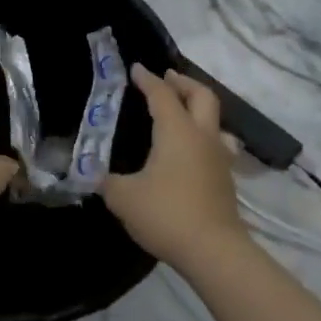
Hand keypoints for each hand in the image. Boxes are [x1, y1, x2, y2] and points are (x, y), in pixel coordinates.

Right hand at [103, 65, 244, 272]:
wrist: (214, 251)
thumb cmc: (166, 214)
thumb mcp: (122, 197)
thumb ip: (106, 180)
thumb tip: (94, 173)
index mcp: (176, 131)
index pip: (161, 94)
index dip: (147, 79)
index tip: (136, 68)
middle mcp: (202, 136)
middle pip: (202, 96)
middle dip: (183, 83)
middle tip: (166, 79)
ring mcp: (219, 158)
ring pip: (216, 120)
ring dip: (199, 109)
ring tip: (184, 112)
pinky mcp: (226, 180)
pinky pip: (218, 146)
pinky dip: (205, 137)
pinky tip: (194, 151)